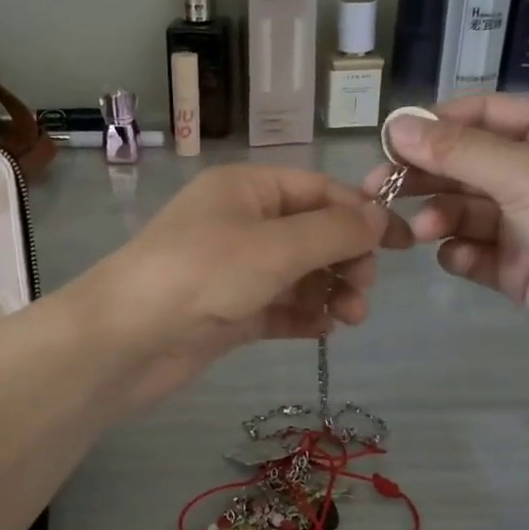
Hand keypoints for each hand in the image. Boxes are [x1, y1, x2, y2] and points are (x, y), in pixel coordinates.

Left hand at [67, 165, 411, 413]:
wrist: (126, 340)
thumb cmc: (202, 275)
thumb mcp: (276, 245)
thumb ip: (334, 231)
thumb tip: (380, 215)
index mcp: (247, 189)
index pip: (319, 190)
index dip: (362, 213)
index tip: (403, 244)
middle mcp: (240, 223)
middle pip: (312, 233)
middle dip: (345, 259)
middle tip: (363, 291)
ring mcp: (232, 270)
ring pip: (298, 273)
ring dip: (330, 291)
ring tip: (350, 317)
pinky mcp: (227, 312)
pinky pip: (278, 306)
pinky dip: (303, 315)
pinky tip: (324, 330)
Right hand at [366, 95, 528, 374]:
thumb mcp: (523, 172)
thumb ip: (456, 150)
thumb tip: (395, 124)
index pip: (480, 116)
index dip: (433, 126)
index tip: (388, 143)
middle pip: (466, 165)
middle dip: (424, 176)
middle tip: (378, 190)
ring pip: (466, 211)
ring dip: (439, 217)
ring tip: (420, 232)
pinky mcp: (522, 268)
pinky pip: (477, 252)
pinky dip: (460, 254)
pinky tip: (455, 259)